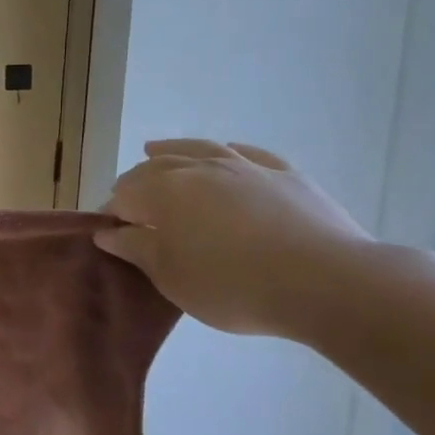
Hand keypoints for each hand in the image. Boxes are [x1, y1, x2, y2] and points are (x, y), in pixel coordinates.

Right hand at [95, 140, 371, 336]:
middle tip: (131, 206)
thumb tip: (107, 231)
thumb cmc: (232, 285)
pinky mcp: (285, 174)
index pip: (124, 196)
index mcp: (163, 192)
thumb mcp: (171, 277)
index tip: (113, 236)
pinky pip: (246, 153)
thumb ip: (135, 249)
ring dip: (171, 150)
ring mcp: (245, 166)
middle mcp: (199, 168)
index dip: (113, 215)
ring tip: (155, 151)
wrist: (326, 282)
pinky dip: (226, 152)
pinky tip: (225, 154)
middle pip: (155, 167)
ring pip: (197, 149)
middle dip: (136, 182)